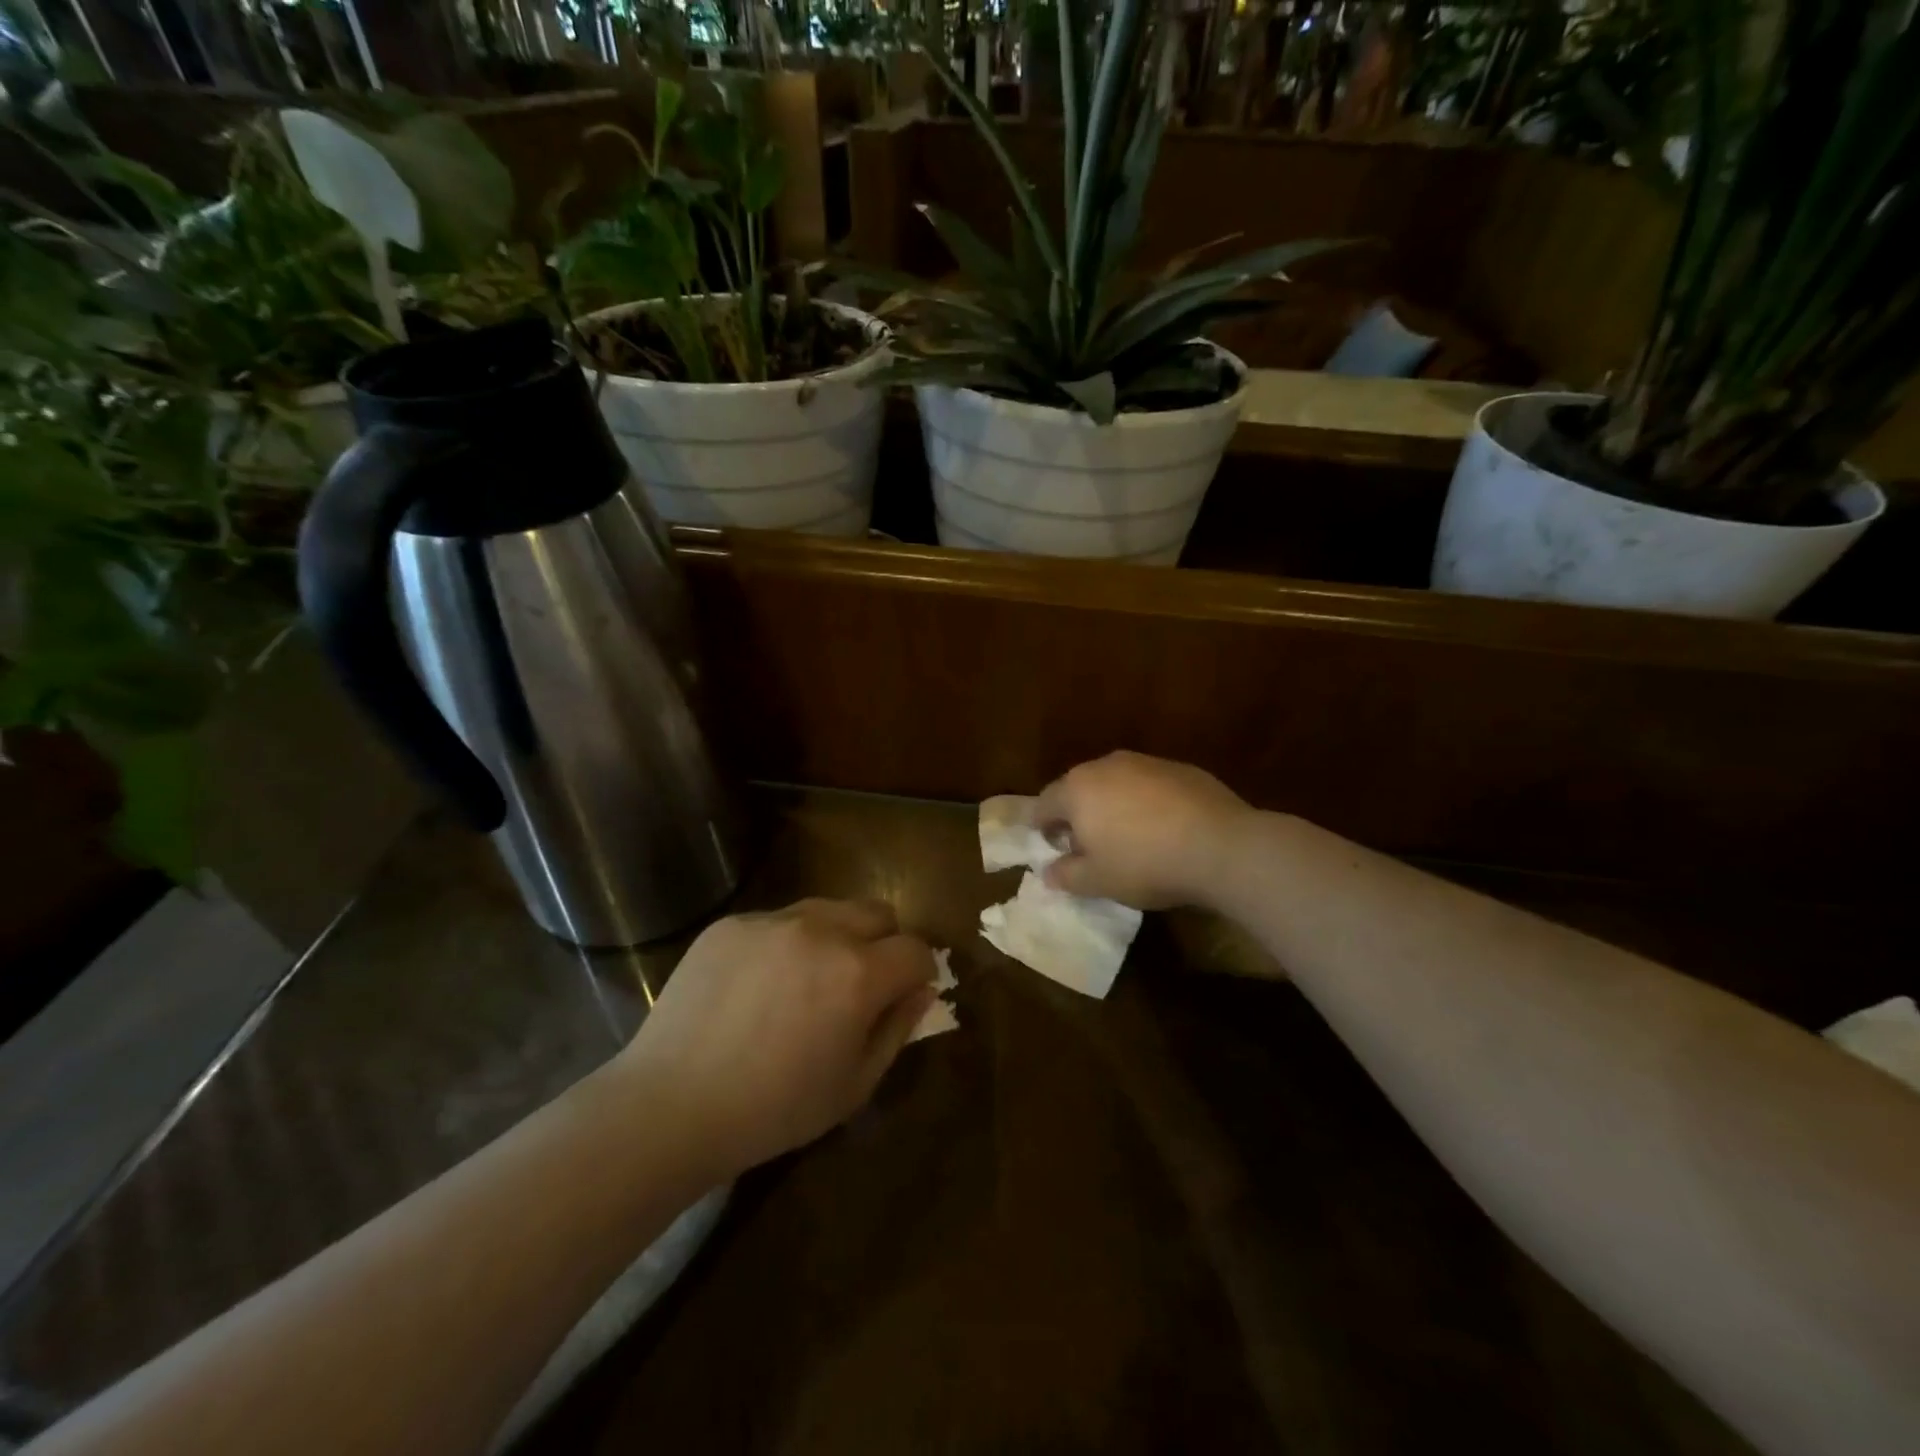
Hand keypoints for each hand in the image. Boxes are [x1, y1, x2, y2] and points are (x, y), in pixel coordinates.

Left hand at [618, 899, 936, 1178]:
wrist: (671, 1105)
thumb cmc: (774, 1109)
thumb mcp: (854, 1086)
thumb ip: (897, 1030)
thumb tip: (921, 990)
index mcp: (858, 973)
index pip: (915, 949)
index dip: (919, 972)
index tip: (906, 993)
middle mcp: (821, 930)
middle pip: (878, 912)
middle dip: (885, 943)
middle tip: (861, 983)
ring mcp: (772, 921)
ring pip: (829, 908)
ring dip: (836, 936)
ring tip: (807, 981)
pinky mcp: (732, 923)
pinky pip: (778, 920)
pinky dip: (786, 943)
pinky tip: (758, 986)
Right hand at [1035, 751, 1252, 909]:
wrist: (1220, 845)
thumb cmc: (1145, 864)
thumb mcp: (1097, 881)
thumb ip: (1066, 875)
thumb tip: (1049, 872)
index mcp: (1077, 789)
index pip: (1044, 804)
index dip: (1042, 826)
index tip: (1051, 846)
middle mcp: (1106, 766)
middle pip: (1078, 787)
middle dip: (1077, 813)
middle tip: (1086, 844)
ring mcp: (1145, 762)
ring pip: (1114, 782)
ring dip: (1111, 804)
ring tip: (1126, 835)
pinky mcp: (1179, 767)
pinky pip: (1148, 784)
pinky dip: (1145, 801)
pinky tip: (1162, 827)